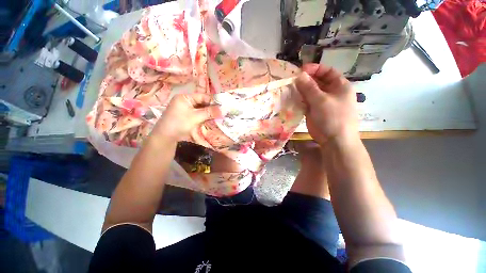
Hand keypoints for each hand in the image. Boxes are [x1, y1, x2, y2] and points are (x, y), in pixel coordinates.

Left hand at [151, 94, 222, 141]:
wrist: (165, 137)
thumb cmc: (179, 123)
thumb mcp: (195, 117)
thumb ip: (209, 112)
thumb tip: (222, 109)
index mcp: (185, 97)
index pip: (202, 96)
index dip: (213, 101)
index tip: (223, 105)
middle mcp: (185, 101)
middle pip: (202, 103)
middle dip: (211, 107)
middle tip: (222, 111)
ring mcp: (185, 109)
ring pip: (201, 109)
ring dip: (209, 113)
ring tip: (219, 115)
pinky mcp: (186, 116)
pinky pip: (198, 114)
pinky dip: (204, 117)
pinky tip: (211, 119)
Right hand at [295, 64, 358, 144]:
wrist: (334, 140)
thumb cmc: (333, 118)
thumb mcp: (321, 100)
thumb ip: (309, 88)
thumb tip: (299, 75)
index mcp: (340, 86)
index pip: (328, 71)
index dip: (315, 69)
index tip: (301, 70)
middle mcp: (331, 92)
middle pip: (318, 82)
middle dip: (306, 80)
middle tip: (292, 80)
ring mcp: (322, 102)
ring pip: (310, 93)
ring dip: (301, 90)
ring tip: (289, 88)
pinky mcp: (314, 111)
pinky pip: (306, 102)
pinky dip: (299, 100)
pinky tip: (291, 98)